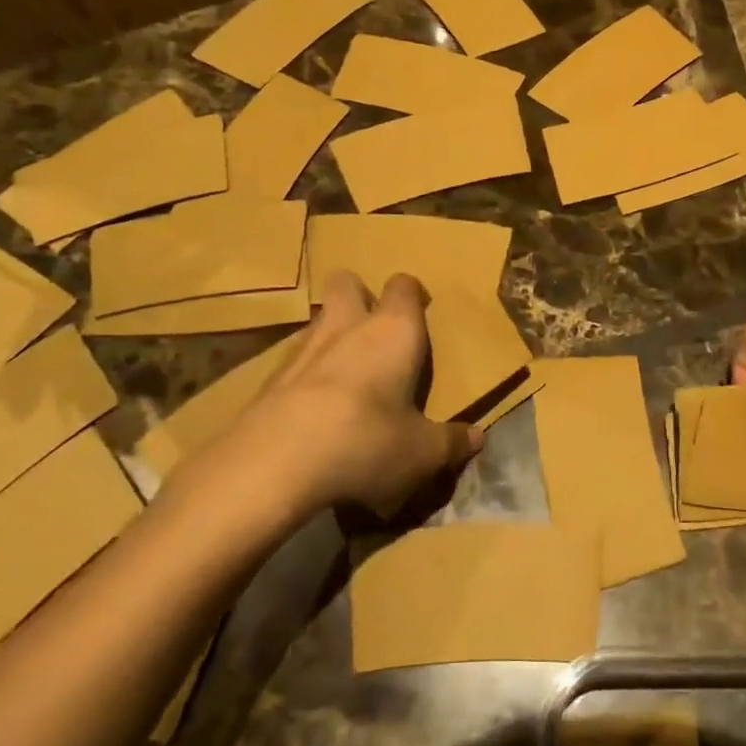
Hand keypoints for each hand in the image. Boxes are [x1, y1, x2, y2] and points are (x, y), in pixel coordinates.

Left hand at [165, 272, 480, 534]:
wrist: (275, 463)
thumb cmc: (367, 442)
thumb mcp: (422, 453)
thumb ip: (451, 443)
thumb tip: (477, 437)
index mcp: (394, 331)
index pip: (404, 287)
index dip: (413, 294)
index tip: (421, 310)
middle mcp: (348, 326)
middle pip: (348, 282)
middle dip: (360, 294)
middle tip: (375, 328)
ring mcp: (302, 348)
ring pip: (318, 318)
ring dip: (332, 333)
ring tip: (346, 370)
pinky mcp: (269, 378)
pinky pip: (294, 360)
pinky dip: (306, 372)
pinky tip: (313, 406)